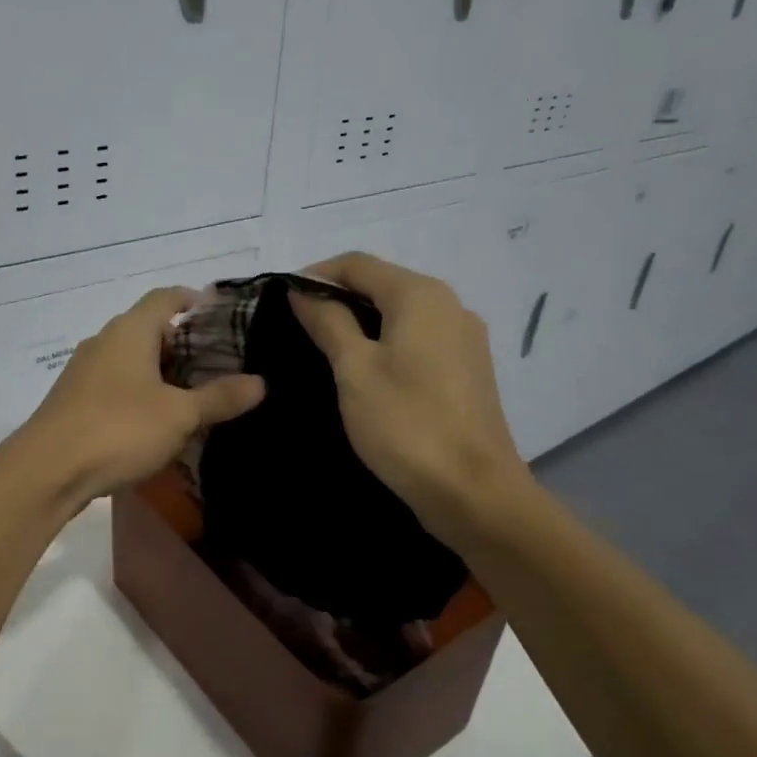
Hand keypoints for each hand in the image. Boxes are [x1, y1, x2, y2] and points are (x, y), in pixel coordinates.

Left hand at [16, 287, 265, 507]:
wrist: (47, 470)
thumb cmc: (119, 429)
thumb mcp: (179, 415)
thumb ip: (219, 397)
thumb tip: (260, 382)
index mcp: (130, 331)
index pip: (165, 297)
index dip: (192, 299)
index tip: (217, 311)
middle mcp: (104, 341)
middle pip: (148, 328)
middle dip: (181, 342)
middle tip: (215, 363)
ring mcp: (84, 370)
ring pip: (130, 358)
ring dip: (159, 370)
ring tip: (191, 393)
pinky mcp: (73, 399)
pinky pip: (115, 383)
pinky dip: (139, 390)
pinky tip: (154, 420)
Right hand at [289, 253, 533, 546]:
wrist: (474, 492)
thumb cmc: (406, 424)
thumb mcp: (354, 369)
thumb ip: (328, 322)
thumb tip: (304, 291)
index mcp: (420, 295)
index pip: (357, 264)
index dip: (315, 275)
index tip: (282, 300)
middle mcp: (449, 304)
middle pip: (382, 284)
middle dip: (338, 297)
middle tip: (298, 326)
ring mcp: (464, 337)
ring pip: (401, 313)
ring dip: (361, 321)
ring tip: (325, 349)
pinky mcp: (469, 368)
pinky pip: (419, 338)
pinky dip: (387, 342)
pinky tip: (366, 371)